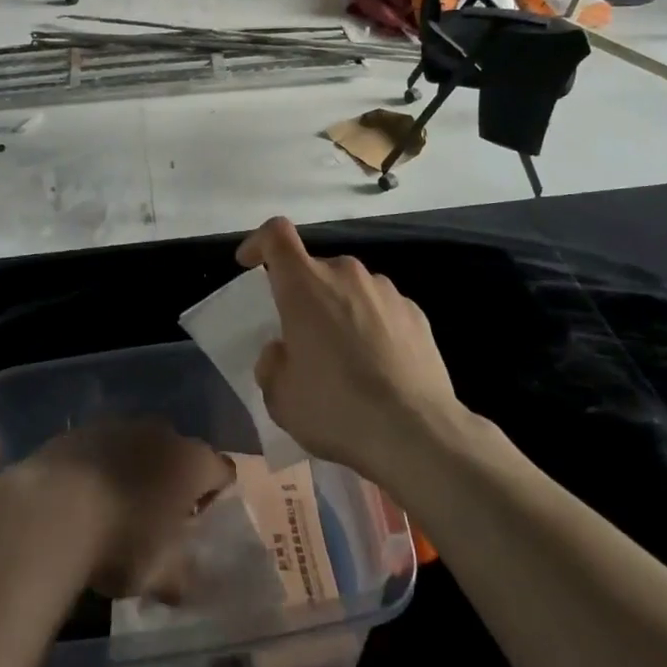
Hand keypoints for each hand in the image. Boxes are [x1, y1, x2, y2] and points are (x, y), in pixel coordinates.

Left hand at [18, 419, 234, 598]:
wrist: (52, 510)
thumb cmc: (120, 541)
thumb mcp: (158, 575)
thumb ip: (179, 576)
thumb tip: (183, 583)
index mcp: (193, 462)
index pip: (222, 471)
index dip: (215, 495)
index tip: (196, 523)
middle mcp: (163, 432)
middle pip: (180, 453)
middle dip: (173, 479)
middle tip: (156, 518)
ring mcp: (121, 424)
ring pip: (140, 445)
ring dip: (136, 469)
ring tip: (116, 506)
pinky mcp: (83, 428)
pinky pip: (104, 447)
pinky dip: (102, 466)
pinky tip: (84, 497)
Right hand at [237, 216, 466, 483]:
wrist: (415, 432)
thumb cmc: (336, 408)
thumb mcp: (280, 396)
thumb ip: (272, 363)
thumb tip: (282, 350)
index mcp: (305, 285)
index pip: (276, 235)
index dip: (259, 242)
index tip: (249, 262)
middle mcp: (346, 274)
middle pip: (315, 269)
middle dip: (304, 295)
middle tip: (302, 339)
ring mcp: (386, 290)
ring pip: (351, 289)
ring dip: (340, 310)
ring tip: (345, 358)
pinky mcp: (416, 312)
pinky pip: (381, 309)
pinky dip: (372, 326)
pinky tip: (378, 367)